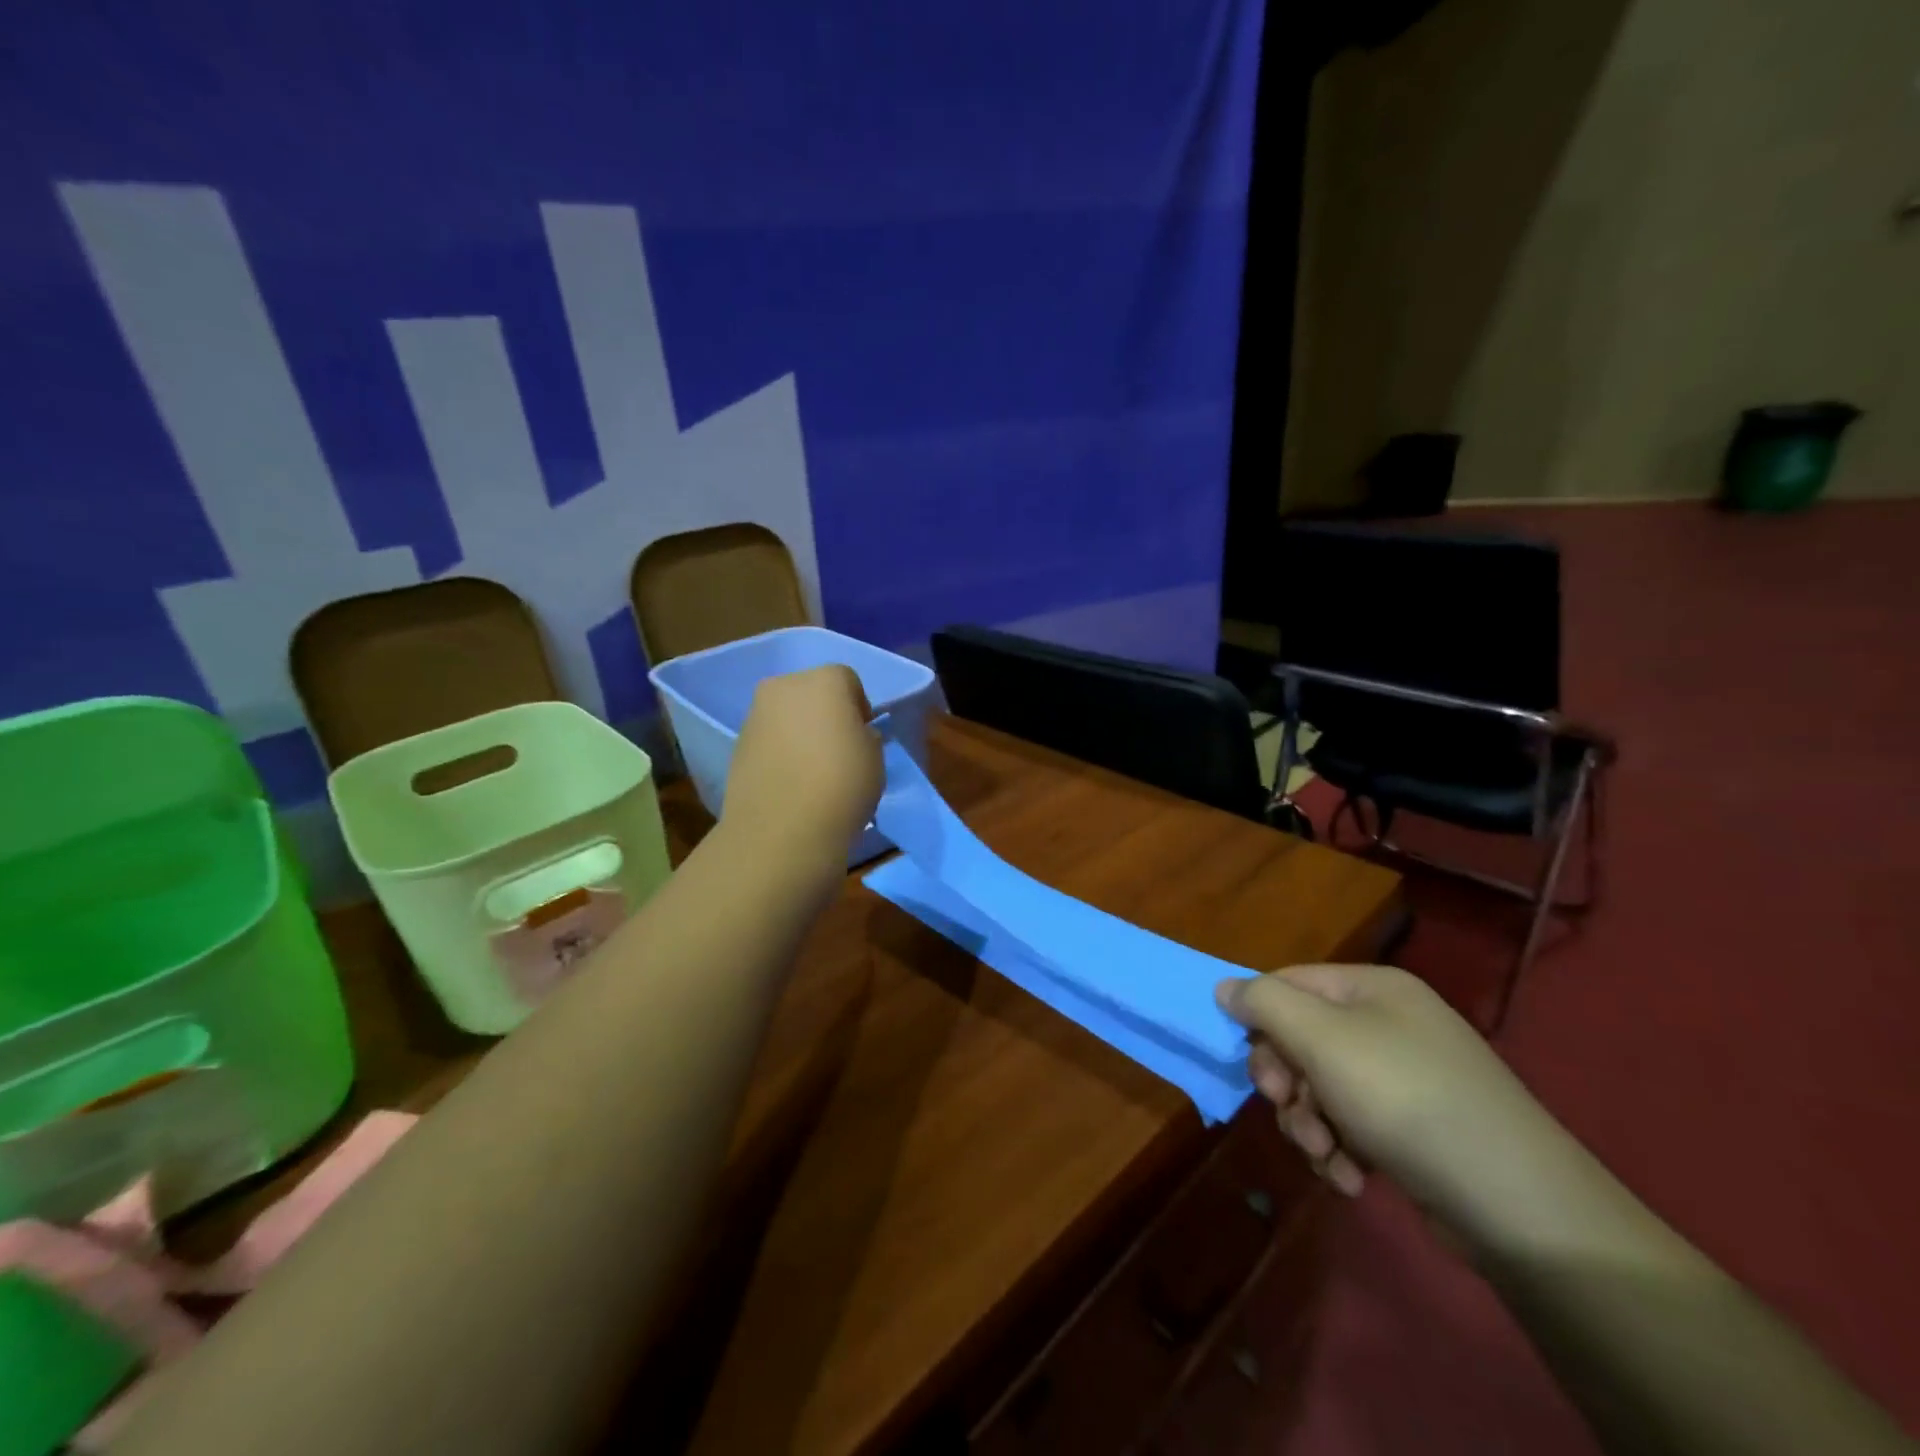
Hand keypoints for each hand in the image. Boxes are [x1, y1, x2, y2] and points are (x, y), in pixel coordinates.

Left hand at [723, 665, 883, 863]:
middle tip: (838, 751)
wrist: (782, 829)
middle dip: (825, 714)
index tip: (864, 738)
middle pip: (811, 692)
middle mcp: (784, 686)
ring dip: (799, 733)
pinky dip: (780, 753)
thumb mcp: (876, 758)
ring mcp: (755, 715)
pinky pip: (768, 740)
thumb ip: (865, 737)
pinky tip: (790, 783)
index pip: (848, 681)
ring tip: (812, 772)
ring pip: (786, 715)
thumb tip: (853, 736)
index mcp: (824, 680)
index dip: (860, 708)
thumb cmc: (842, 784)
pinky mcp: (737, 745)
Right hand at [1215, 965, 1562, 1221]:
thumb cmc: (1405, 1099)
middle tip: (1287, 1108)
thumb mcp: (1321, 1039)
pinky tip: (1351, 1178)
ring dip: (1309, 1123)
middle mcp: (1388, 1023)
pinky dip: (1342, 1150)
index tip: (1251, 1064)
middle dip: (1286, 1082)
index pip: (1288, 984)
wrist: (1519, 1205)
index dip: (1259, 1020)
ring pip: (1321, 1087)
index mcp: (1371, 987)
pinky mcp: (1417, 1129)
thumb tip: (1224, 988)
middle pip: (1301, 1038)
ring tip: (1326, 1155)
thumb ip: (1264, 1003)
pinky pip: (1354, 1124)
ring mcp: (1406, 1077)